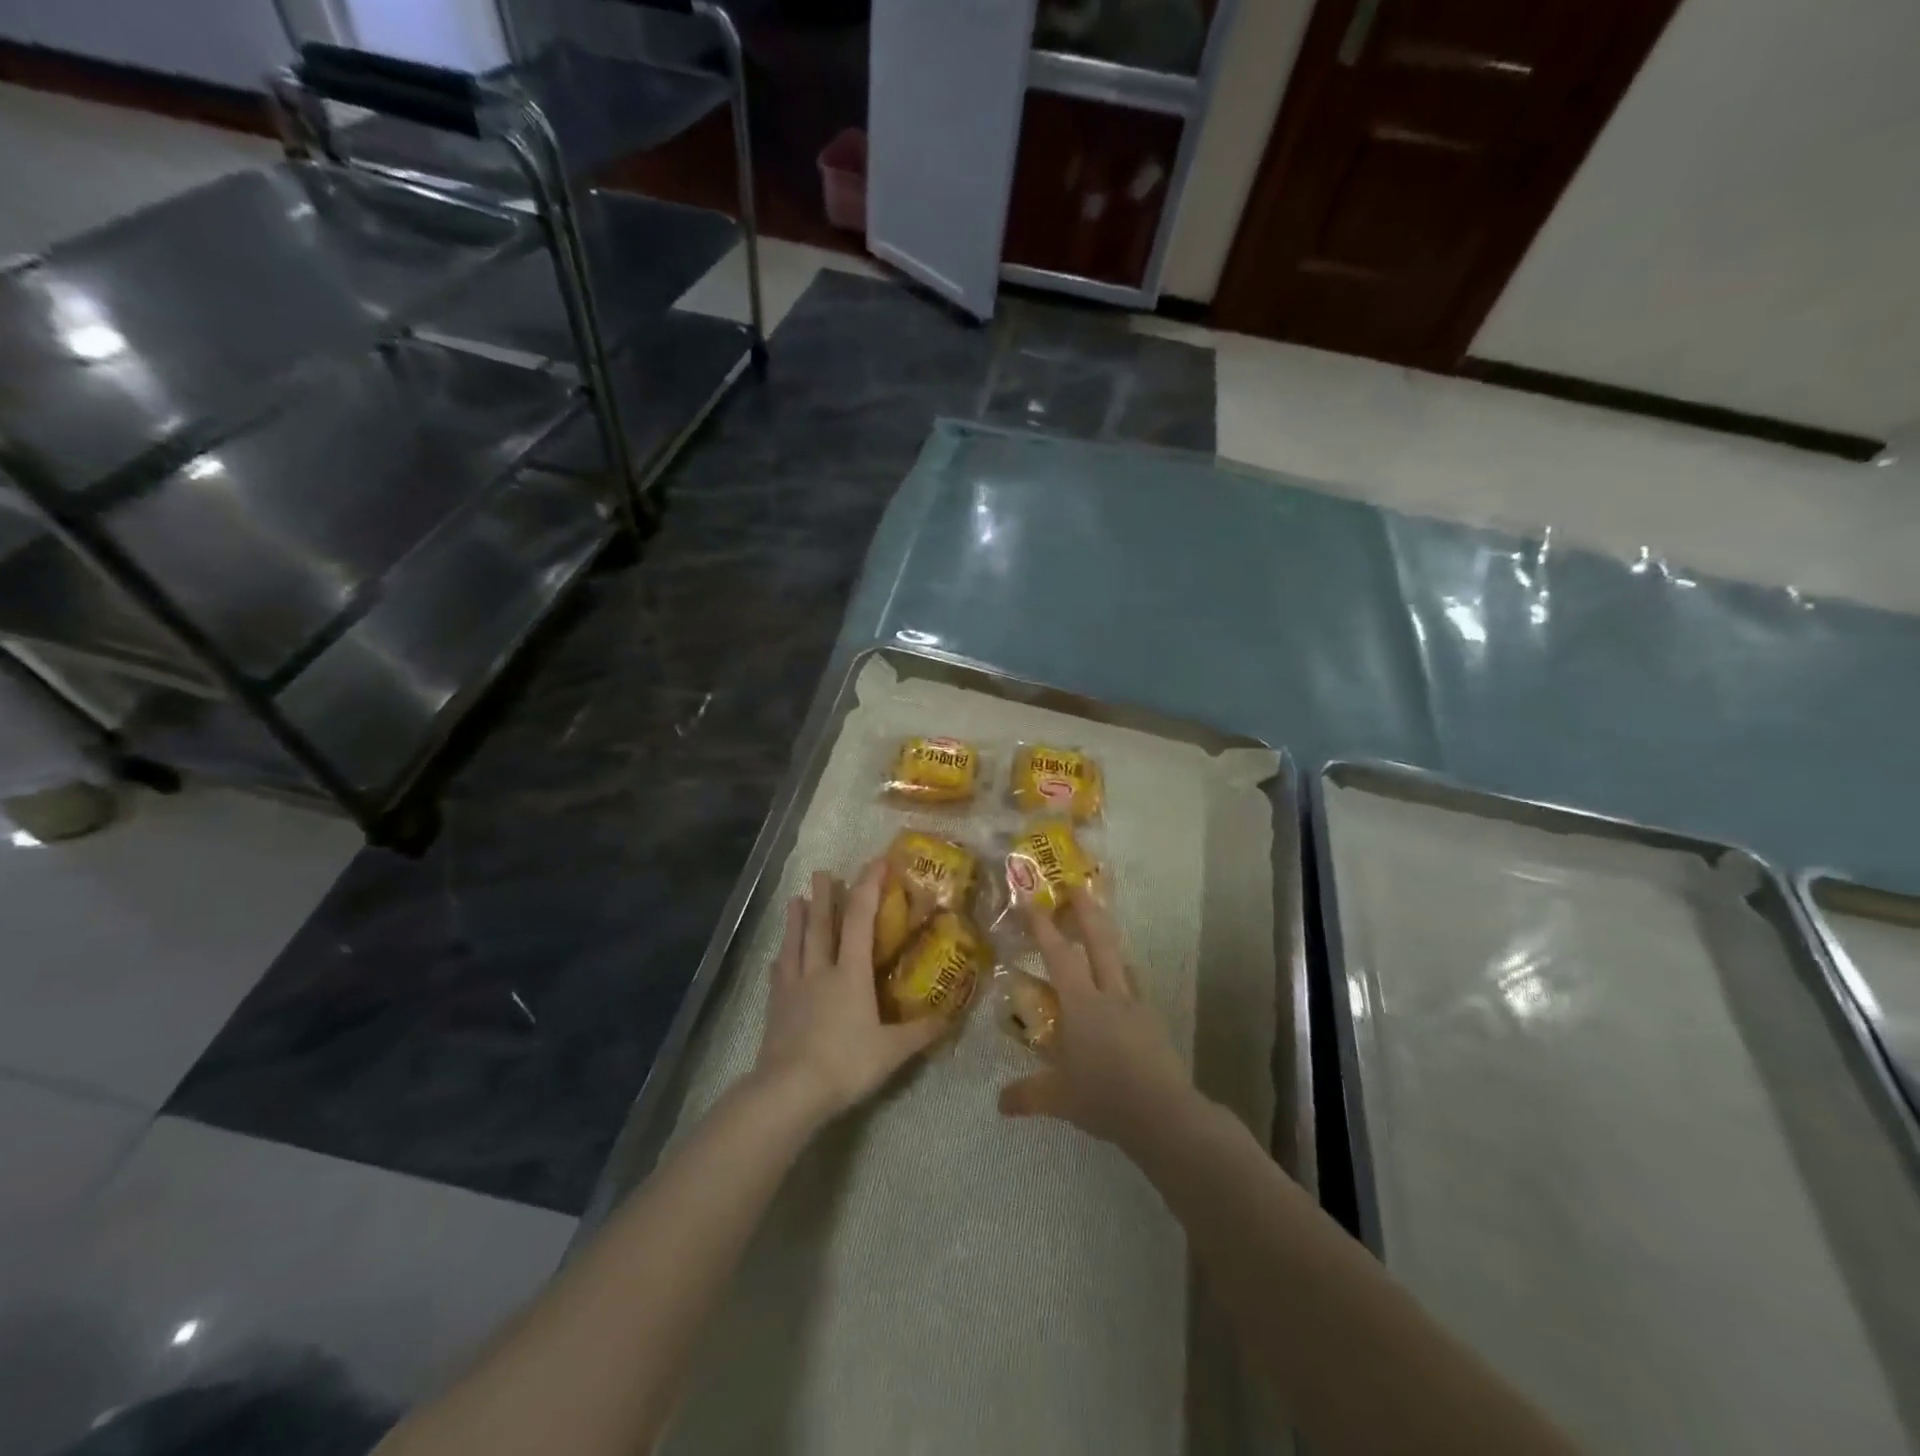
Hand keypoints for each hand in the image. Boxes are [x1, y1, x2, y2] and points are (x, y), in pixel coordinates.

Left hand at [753, 859, 945, 1123]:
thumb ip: (920, 1032)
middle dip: (825, 896)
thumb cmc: (846, 1064)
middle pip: (822, 925)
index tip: (876, 863)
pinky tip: (777, 958)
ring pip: (796, 944)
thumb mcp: (892, 1051)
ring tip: (795, 899)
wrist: (789, 1091)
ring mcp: (794, 988)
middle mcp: (820, 971)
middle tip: (822, 871)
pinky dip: (781, 961)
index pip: (860, 920)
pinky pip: (779, 975)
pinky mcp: (776, 1008)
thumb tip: (950, 1016)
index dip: (868, 888)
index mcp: (851, 974)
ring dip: (797, 920)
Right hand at [999, 886, 1195, 1151]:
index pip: (1058, 954)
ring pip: (1121, 959)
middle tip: (1075, 886)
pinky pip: (1134, 984)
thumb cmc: (1105, 1098)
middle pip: (1099, 940)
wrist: (1165, 1114)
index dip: (1042, 926)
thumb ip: (1027, 1095)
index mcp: (1082, 1004)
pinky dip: (1123, 974)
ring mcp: (1135, 1005)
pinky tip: (1121, 982)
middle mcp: (1109, 994)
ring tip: (1099, 929)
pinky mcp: (1152, 1020)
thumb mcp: (1059, 1099)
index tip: (1028, 902)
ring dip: (1107, 938)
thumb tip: (999, 1103)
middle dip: (1086, 910)